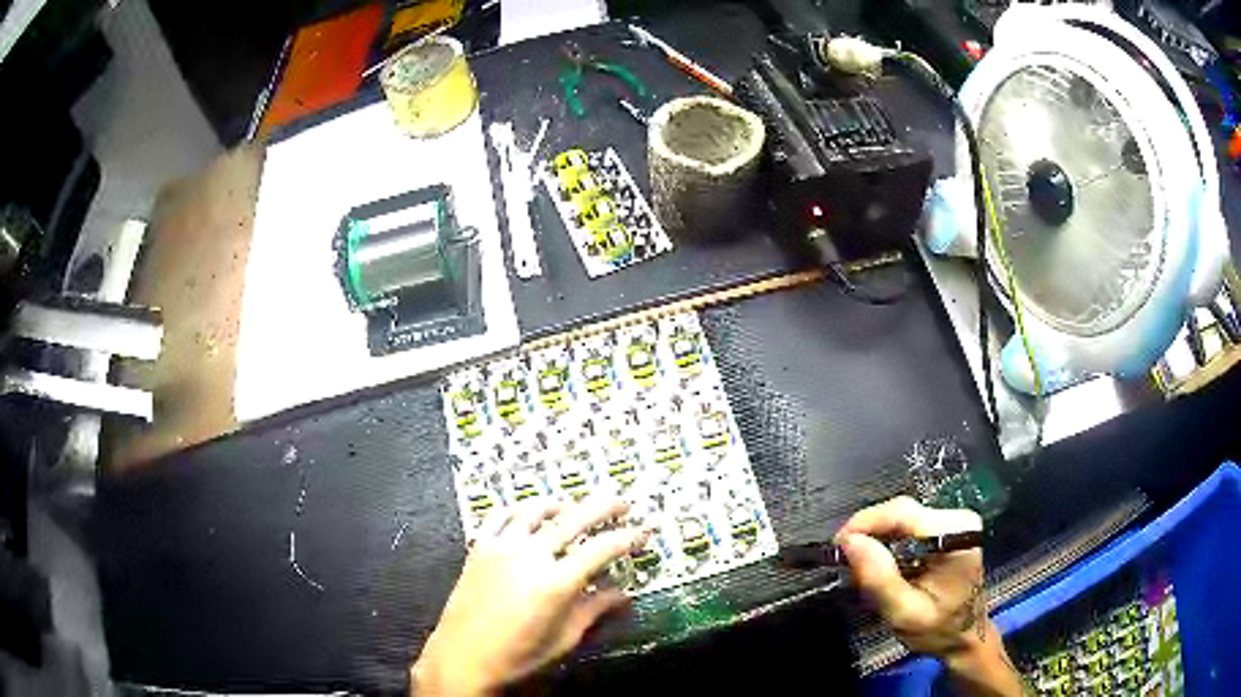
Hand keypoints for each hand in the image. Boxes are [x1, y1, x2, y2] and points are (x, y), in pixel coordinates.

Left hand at [411, 497, 648, 696]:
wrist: (463, 658)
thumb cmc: (518, 656)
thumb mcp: (564, 638)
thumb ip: (594, 610)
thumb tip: (624, 594)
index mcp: (556, 582)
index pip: (602, 549)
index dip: (627, 537)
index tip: (644, 531)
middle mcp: (531, 554)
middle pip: (573, 519)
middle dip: (603, 507)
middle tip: (622, 502)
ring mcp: (502, 546)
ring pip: (536, 510)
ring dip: (561, 504)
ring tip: (575, 506)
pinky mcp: (479, 547)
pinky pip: (500, 515)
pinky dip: (519, 508)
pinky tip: (528, 511)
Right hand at [835, 496, 984, 655]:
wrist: (965, 636)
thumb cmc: (938, 629)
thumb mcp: (905, 613)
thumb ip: (880, 578)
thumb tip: (850, 542)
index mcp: (955, 534)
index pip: (902, 512)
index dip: (865, 523)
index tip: (837, 547)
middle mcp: (957, 518)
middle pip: (901, 512)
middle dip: (869, 535)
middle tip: (847, 564)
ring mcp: (953, 521)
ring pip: (901, 518)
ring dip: (877, 541)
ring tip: (864, 570)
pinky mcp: (946, 528)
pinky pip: (907, 527)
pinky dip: (888, 544)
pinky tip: (883, 566)